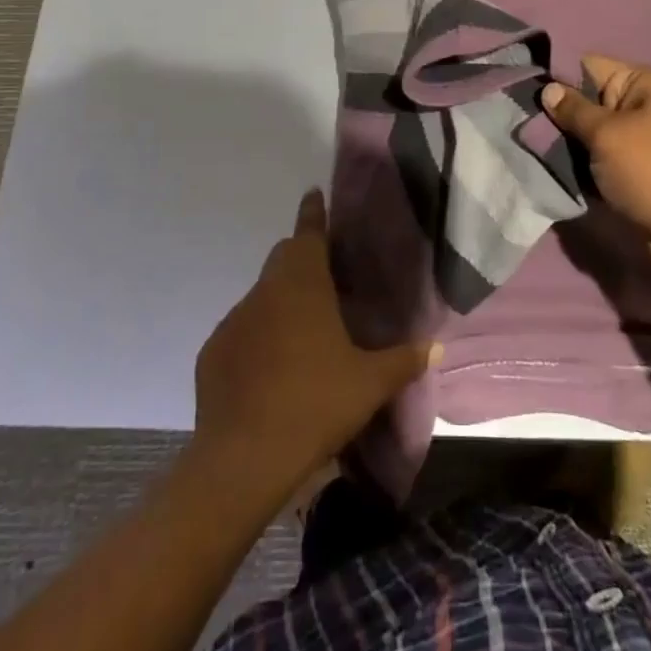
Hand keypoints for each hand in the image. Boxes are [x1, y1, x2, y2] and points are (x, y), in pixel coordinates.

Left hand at [192, 189, 437, 502]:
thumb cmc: (315, 404)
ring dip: (282, 301)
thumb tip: (437, 347)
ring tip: (303, 331)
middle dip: (302, 255)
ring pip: (263, 295)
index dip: (313, 211)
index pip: (309, 231)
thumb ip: (404, 360)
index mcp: (304, 283)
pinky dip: (258, 337)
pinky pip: (242, 331)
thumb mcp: (370, 384)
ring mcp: (235, 319)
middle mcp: (266, 290)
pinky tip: (271, 370)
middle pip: (284, 257)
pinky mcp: (213, 351)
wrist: (243, 458)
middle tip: (325, 272)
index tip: (313, 193)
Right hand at [541, 55, 650, 268]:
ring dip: (567, 148)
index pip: (589, 66)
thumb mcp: (607, 134)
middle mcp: (642, 107)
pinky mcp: (636, 176)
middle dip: (558, 117)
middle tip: (523, 129)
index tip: (525, 95)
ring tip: (533, 153)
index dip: (558, 78)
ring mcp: (640, 143)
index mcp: (642, 83)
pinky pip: (600, 163)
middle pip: (587, 102)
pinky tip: (554, 174)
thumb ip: (573, 110)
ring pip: (590, 136)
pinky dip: (581, 170)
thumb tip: (548, 89)